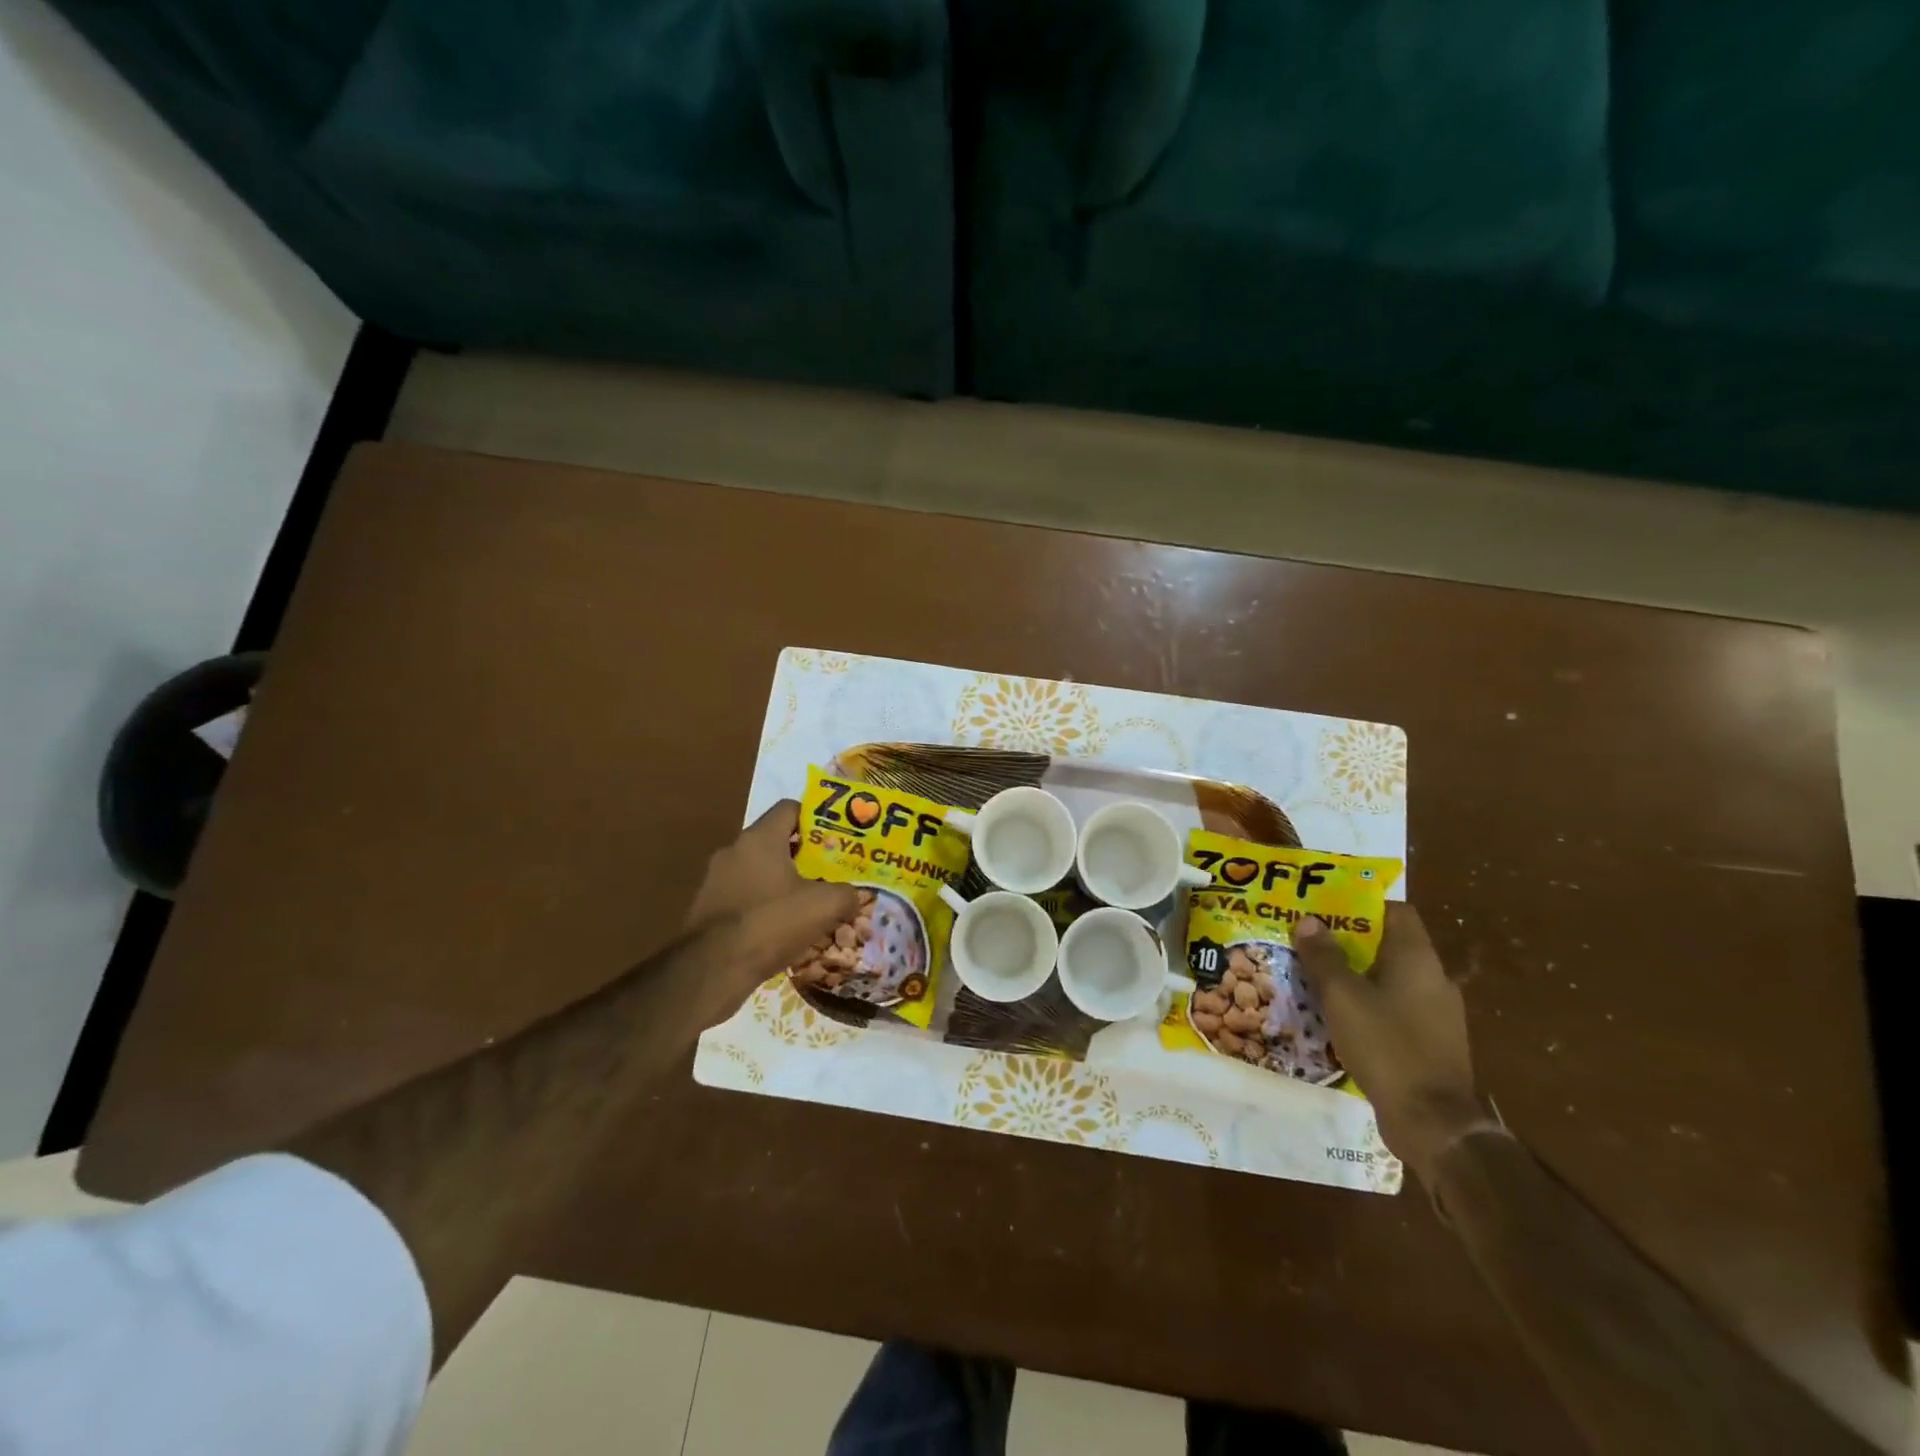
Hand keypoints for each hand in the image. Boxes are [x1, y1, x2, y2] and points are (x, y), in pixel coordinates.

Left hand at [683, 800, 857, 983]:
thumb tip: (853, 896)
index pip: (789, 808)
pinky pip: (743, 896)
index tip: (835, 836)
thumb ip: (846, 894)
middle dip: (802, 854)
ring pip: (758, 870)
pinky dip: (763, 904)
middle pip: (774, 840)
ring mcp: (715, 879)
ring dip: (781, 881)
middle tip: (828, 870)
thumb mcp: (824, 906)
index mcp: (760, 838)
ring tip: (807, 902)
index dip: (815, 818)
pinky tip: (780, 927)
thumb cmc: (771, 922)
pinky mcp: (707, 908)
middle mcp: (733, 850)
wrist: (713, 969)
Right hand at [1292, 904, 1486, 1184]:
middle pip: (1390, 945)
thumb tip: (1308, 921)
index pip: (1396, 911)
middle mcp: (1434, 979)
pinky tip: (1340, 1017)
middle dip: (1350, 941)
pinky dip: (1369, 1005)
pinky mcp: (1432, 1043)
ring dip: (1357, 975)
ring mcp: (1438, 1014)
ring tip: (1316, 977)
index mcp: (1417, 958)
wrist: (1433, 1122)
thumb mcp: (1342, 996)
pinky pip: (1396, 1008)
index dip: (1361, 904)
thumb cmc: (1387, 1045)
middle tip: (1310, 941)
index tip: (1326, 908)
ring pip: (1391, 979)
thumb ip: (1324, 957)